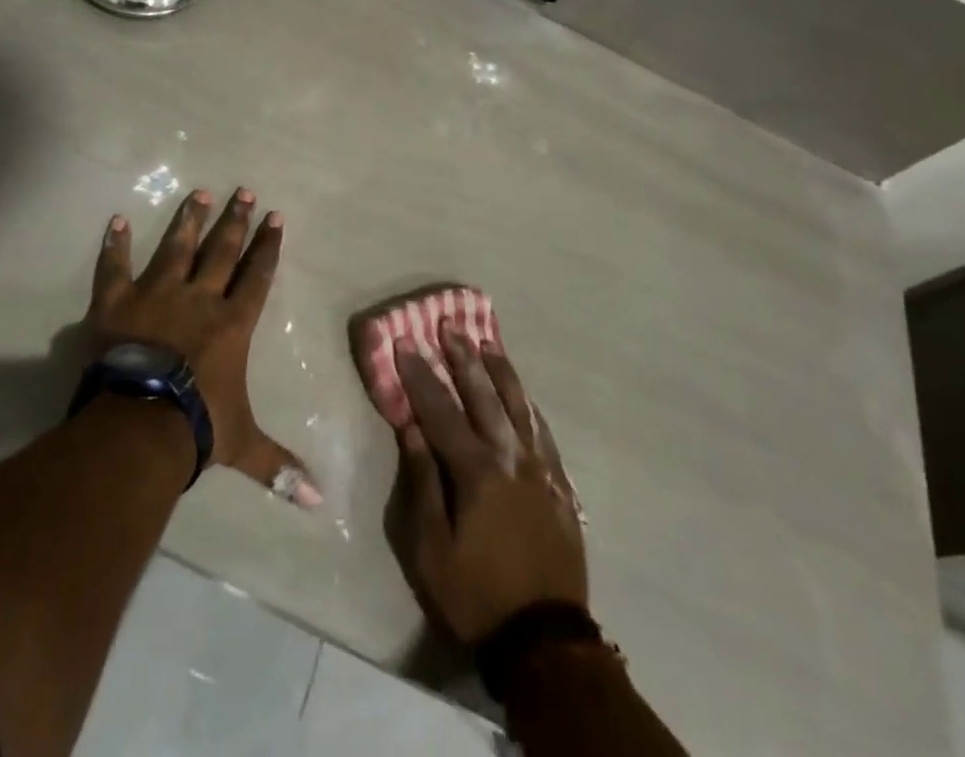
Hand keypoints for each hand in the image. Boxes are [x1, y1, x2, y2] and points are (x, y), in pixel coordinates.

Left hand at [88, 189, 321, 507]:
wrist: (137, 424)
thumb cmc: (196, 426)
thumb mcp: (242, 446)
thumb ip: (277, 466)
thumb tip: (319, 502)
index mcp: (231, 324)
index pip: (257, 276)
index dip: (267, 246)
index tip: (275, 217)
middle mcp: (199, 298)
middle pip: (221, 251)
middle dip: (235, 221)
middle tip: (244, 191)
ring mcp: (156, 294)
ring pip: (177, 247)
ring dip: (189, 219)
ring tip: (199, 192)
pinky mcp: (116, 301)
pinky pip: (114, 267)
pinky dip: (114, 244)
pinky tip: (115, 220)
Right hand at [396, 321, 587, 643]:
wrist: (544, 640)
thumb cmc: (476, 594)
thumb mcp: (432, 548)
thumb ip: (423, 481)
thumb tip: (411, 428)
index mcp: (476, 471)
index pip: (441, 410)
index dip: (420, 375)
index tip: (404, 342)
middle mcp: (511, 457)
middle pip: (483, 395)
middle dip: (462, 357)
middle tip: (449, 324)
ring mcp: (541, 469)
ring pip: (519, 406)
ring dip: (500, 371)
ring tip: (487, 342)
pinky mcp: (560, 485)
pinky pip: (543, 432)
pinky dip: (529, 406)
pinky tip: (522, 394)